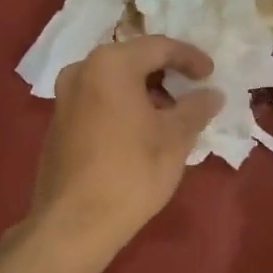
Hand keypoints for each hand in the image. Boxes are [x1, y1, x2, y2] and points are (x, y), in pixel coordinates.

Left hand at [30, 36, 223, 262]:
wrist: (72, 225)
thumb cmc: (130, 173)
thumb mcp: (175, 138)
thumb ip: (196, 108)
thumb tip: (213, 94)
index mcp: (111, 64)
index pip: (159, 47)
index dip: (190, 58)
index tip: (211, 73)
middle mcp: (83, 69)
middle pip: (134, 59)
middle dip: (166, 73)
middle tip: (193, 89)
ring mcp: (65, 95)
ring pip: (115, 80)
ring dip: (146, 90)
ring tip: (172, 113)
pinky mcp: (59, 121)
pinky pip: (99, 98)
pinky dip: (124, 104)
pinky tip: (143, 128)